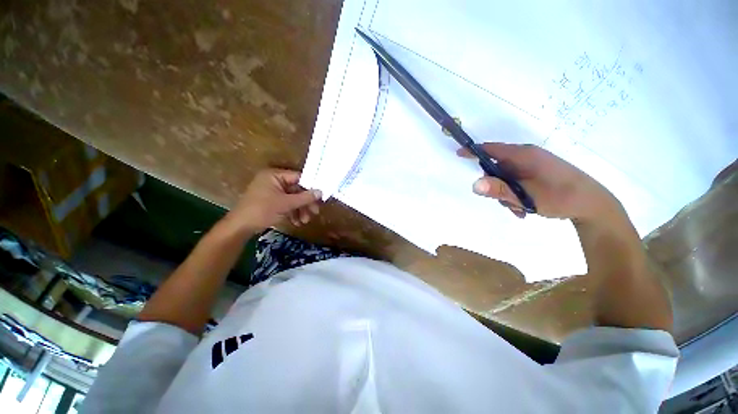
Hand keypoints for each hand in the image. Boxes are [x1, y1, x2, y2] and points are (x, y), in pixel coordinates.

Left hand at [223, 169, 321, 234]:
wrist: (241, 227)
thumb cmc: (262, 210)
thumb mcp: (286, 203)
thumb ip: (305, 197)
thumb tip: (321, 192)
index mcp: (275, 175)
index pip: (298, 178)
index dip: (310, 187)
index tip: (320, 197)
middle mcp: (274, 181)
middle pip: (297, 190)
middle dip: (305, 203)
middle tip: (315, 212)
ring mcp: (273, 192)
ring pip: (293, 199)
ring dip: (300, 210)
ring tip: (305, 221)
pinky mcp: (272, 202)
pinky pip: (286, 204)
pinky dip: (293, 212)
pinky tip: (297, 222)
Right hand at [458, 143, 618, 220]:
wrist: (593, 204)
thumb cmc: (561, 196)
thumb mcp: (527, 196)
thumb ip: (499, 190)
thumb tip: (474, 184)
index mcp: (523, 155)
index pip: (491, 149)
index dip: (473, 151)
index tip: (459, 154)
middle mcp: (526, 157)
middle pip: (496, 167)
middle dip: (495, 185)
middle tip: (503, 201)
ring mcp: (532, 165)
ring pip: (506, 177)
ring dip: (506, 193)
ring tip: (518, 209)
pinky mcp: (537, 173)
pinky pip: (516, 181)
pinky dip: (515, 194)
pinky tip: (524, 208)